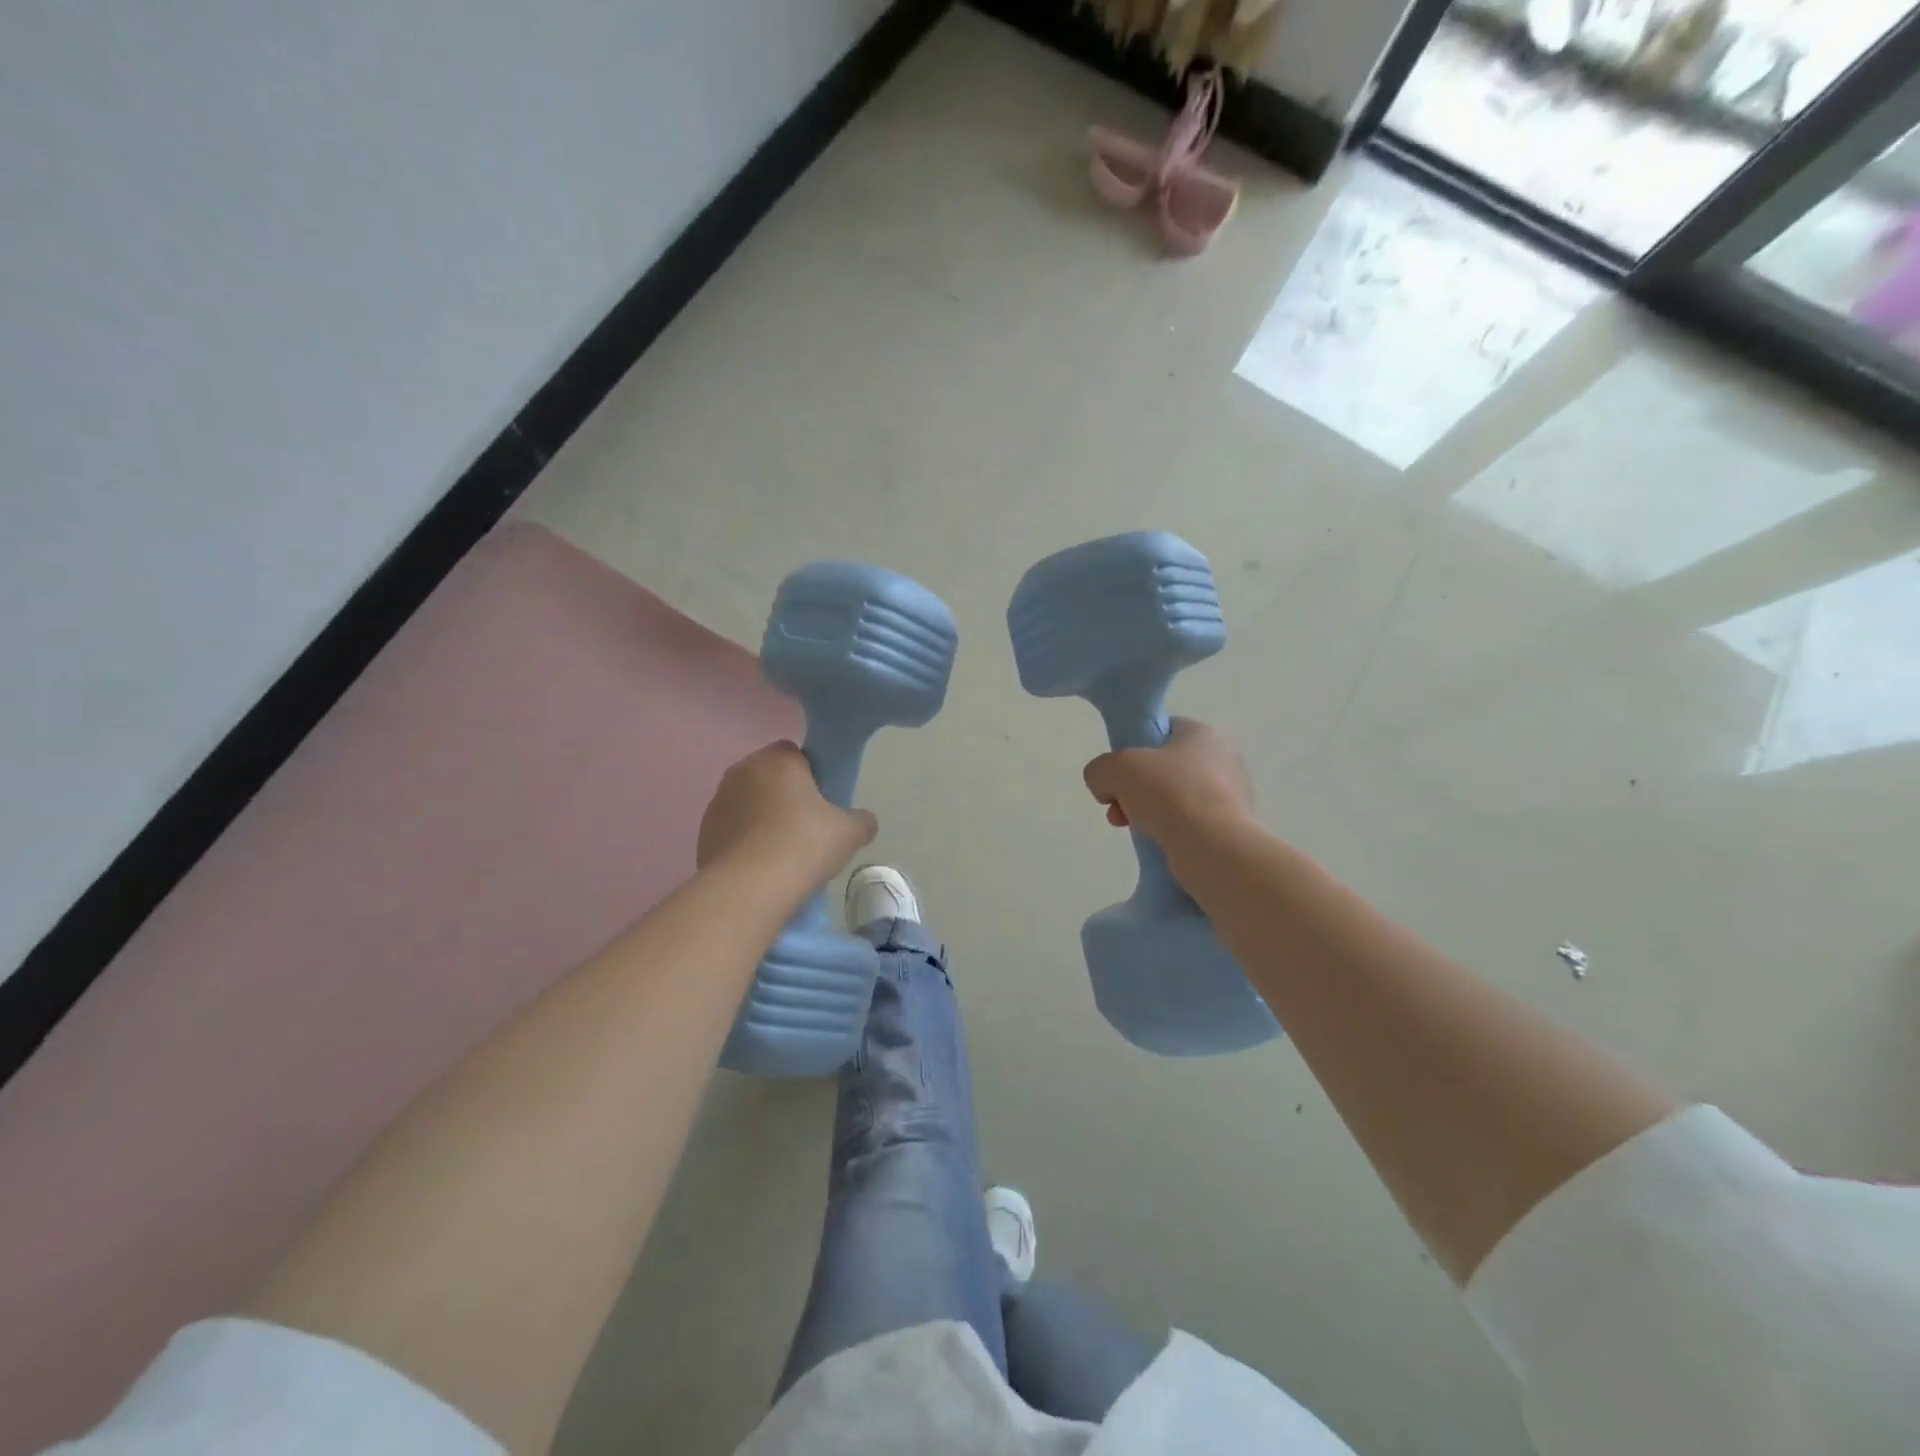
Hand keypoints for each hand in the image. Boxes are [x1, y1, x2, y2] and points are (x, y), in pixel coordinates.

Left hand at [698, 741, 877, 891]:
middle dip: (786, 796)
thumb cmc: (804, 845)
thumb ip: (862, 820)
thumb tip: (863, 820)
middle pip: (770, 776)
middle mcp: (742, 770)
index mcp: (777, 759)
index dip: (812, 775)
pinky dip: (745, 840)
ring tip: (782, 852)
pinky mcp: (704, 831)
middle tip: (807, 828)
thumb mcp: (850, 833)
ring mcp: (718, 801)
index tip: (823, 803)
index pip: (796, 753)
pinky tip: (760, 866)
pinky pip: (732, 828)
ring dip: (763, 818)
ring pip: (749, 802)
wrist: (749, 888)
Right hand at [1082, 718, 1254, 846]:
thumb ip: (1100, 770)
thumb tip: (1105, 788)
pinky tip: (1158, 844)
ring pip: (1174, 800)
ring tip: (1132, 829)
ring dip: (1147, 813)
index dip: (1132, 750)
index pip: (1161, 732)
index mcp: (1202, 733)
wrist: (1213, 847)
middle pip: (1163, 770)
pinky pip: (1189, 825)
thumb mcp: (1115, 769)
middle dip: (1133, 790)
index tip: (1117, 775)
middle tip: (1116, 808)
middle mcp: (1223, 759)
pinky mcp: (1231, 829)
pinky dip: (1170, 834)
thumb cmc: (1168, 793)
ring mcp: (1231, 796)